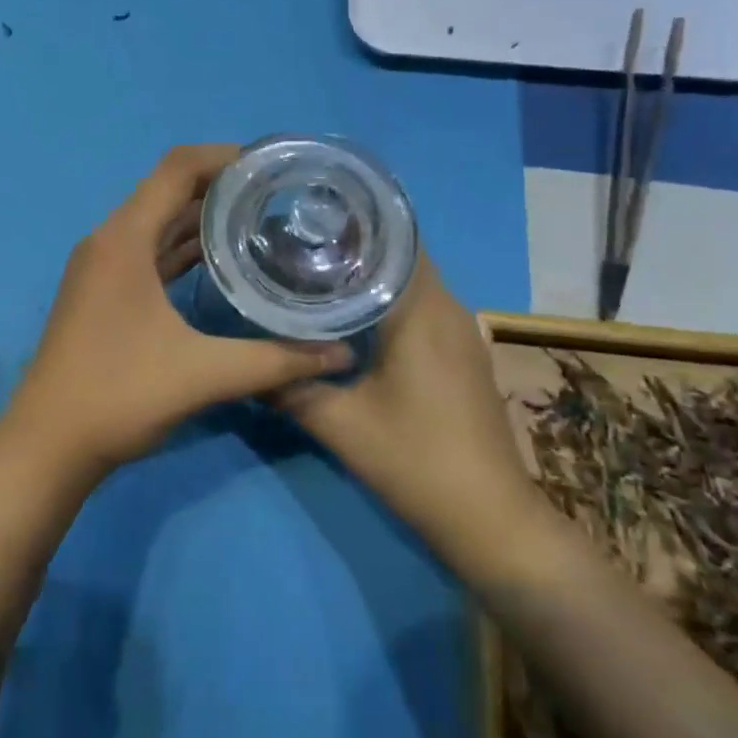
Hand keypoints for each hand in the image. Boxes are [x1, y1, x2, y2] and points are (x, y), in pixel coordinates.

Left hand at [7, 144, 351, 474]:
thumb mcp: (204, 375)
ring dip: (203, 217)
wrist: (47, 445)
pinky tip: (222, 261)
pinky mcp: (103, 292)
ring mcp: (102, 267)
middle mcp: (109, 240)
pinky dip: (183, 247)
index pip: (177, 168)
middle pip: (168, 190)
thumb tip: (341, 355)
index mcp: (124, 239)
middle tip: (278, 195)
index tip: (272, 167)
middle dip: (222, 186)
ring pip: (158, 222)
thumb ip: (276, 361)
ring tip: (260, 220)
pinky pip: (149, 251)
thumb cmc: (119, 396)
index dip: (225, 156)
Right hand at [274, 255, 536, 569]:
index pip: (393, 239)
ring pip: (413, 283)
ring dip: (373, 277)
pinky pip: (423, 308)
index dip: (353, 224)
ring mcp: (462, 331)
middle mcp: (448, 308)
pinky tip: (356, 320)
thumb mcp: (340, 425)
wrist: (489, 518)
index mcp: (421, 310)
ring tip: (320, 275)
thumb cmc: (415, 460)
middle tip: (302, 248)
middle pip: (401, 257)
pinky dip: (390, 302)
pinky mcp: (464, 354)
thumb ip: (290, 388)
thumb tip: (248, 366)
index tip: (310, 220)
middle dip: (355, 248)